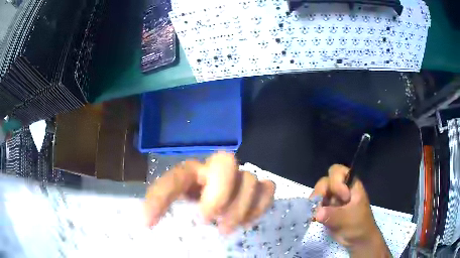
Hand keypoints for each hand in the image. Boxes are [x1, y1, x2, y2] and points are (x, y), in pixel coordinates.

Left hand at [144, 152, 275, 233]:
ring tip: (225, 228)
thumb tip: (145, 224)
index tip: (148, 224)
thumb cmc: (195, 206)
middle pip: (226, 161)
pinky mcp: (258, 187)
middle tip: (207, 220)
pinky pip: (268, 188)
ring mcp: (239, 177)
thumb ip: (164, 209)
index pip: (173, 180)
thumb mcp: (176, 208)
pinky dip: (260, 205)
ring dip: (240, 208)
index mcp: (190, 173)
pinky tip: (247, 221)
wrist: (217, 202)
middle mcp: (215, 169)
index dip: (159, 201)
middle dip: (220, 194)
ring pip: (249, 178)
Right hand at [311, 164, 390, 256]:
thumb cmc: (359, 225)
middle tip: (320, 204)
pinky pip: (317, 205)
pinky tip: (313, 218)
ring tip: (316, 214)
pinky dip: (313, 210)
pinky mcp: (327, 210)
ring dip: (316, 202)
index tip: (342, 198)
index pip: (338, 171)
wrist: (358, 239)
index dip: (336, 182)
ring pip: (319, 193)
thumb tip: (317, 213)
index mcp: (351, 185)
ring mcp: (333, 199)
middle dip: (321, 191)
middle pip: (325, 181)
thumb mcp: (348, 219)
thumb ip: (333, 215)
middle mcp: (340, 189)